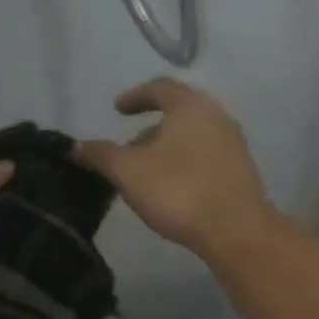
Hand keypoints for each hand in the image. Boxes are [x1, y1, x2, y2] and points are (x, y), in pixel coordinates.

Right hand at [74, 79, 273, 257]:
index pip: (160, 88)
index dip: (135, 97)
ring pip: (192, 137)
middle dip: (149, 129)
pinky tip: (171, 189)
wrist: (236, 230)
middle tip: (127, 149)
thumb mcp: (127, 171)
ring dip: (166, 149)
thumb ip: (101, 154)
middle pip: (178, 114)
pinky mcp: (241, 171)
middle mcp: (216, 116)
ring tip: (144, 174)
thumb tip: (77, 147)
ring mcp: (233, 144)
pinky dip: (184, 163)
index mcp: (190, 105)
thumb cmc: (178, 190)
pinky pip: (205, 157)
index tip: (117, 110)